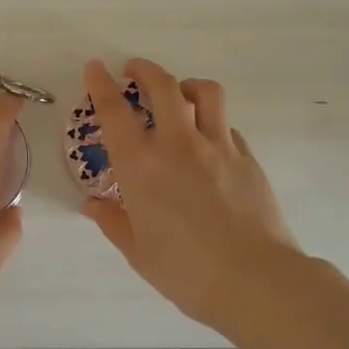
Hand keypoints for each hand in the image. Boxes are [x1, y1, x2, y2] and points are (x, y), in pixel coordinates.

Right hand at [80, 58, 300, 330]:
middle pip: (162, 85)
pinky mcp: (247, 157)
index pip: (114, 111)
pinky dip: (213, 122)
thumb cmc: (186, 272)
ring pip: (205, 92)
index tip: (95, 68)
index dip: (101, 84)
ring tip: (179, 92)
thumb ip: (113, 222)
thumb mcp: (138, 252)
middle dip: (144, 69)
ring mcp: (218, 146)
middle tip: (134, 70)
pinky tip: (209, 142)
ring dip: (186, 84)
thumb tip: (93, 205)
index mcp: (141, 166)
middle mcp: (177, 144)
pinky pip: (227, 126)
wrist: (256, 280)